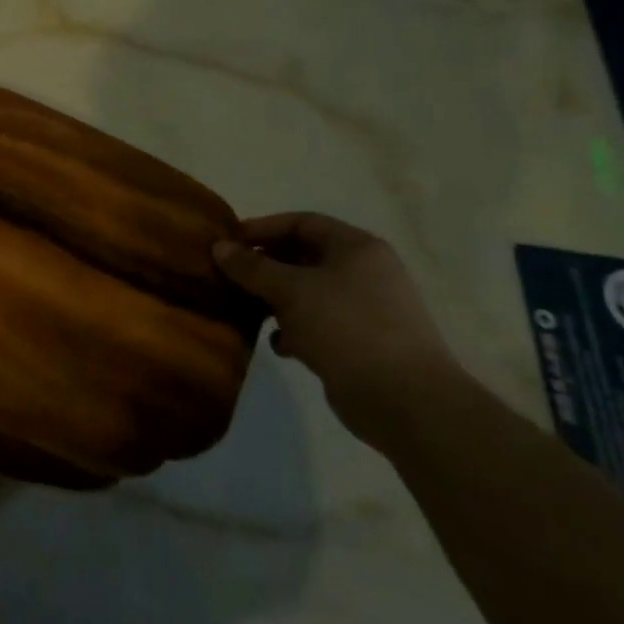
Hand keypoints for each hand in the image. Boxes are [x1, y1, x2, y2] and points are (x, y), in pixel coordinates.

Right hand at [212, 213, 459, 448]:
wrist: (405, 400)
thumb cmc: (346, 327)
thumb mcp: (290, 290)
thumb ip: (252, 267)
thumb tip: (219, 247)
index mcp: (357, 248)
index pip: (302, 222)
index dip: (263, 228)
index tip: (229, 243)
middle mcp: (365, 272)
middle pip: (304, 256)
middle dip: (266, 265)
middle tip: (231, 276)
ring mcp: (366, 308)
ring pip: (309, 292)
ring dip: (276, 299)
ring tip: (247, 309)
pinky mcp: (362, 342)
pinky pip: (319, 323)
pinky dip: (295, 329)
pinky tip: (279, 345)